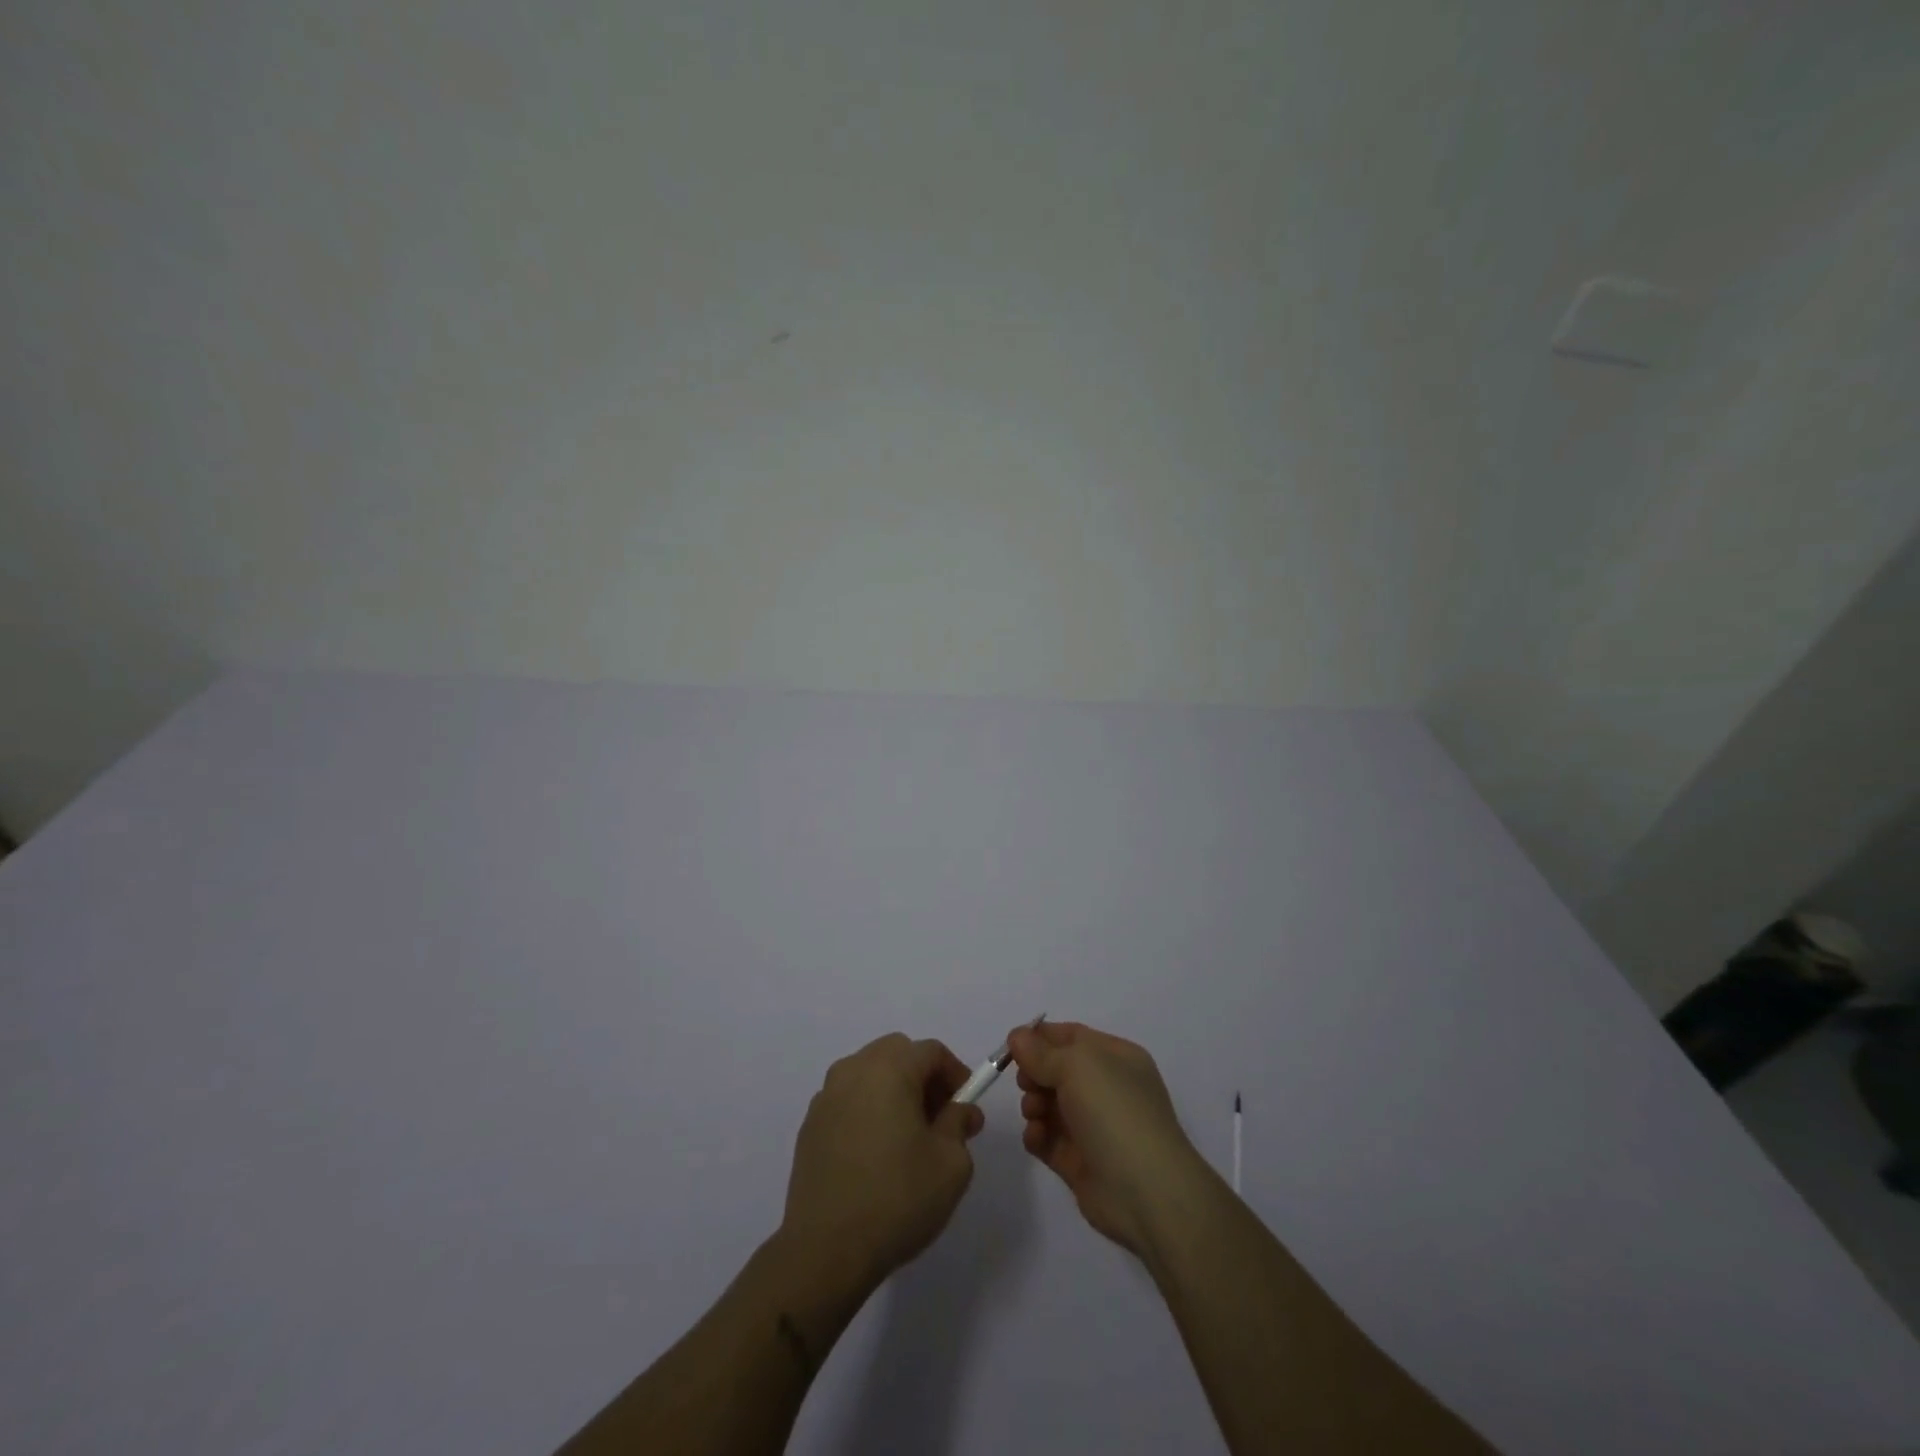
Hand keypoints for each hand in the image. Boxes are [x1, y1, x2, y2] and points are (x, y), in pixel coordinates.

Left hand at [780, 1033, 983, 1291]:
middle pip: (897, 1053)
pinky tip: (875, 1154)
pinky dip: (867, 1110)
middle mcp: (853, 1070)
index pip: (931, 1051)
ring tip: (907, 1137)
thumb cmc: (897, 1199)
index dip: (956, 1074)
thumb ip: (959, 1124)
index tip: (966, 1108)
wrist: (825, 1251)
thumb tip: (961, 1110)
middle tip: (939, 1119)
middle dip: (923, 1077)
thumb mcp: (950, 1164)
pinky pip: (847, 1100)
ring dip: (893, 1091)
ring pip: (869, 1074)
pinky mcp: (809, 1126)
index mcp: (889, 1069)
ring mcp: (826, 1097)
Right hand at [1010, 1019, 1207, 1258]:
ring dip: (1033, 1104)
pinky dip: (1037, 1135)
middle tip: (1026, 1083)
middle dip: (1035, 1073)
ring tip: (1034, 1113)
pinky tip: (1036, 1137)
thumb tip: (1017, 1036)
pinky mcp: (1080, 1162)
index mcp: (1116, 1058)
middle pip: (1057, 1070)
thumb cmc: (1114, 1112)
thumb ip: (1041, 1052)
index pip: (1072, 1037)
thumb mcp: (1077, 1066)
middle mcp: (1107, 1088)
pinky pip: (1049, 1139)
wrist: (1146, 1191)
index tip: (1011, 1045)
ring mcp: (1094, 1127)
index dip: (1040, 1037)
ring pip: (1050, 1105)